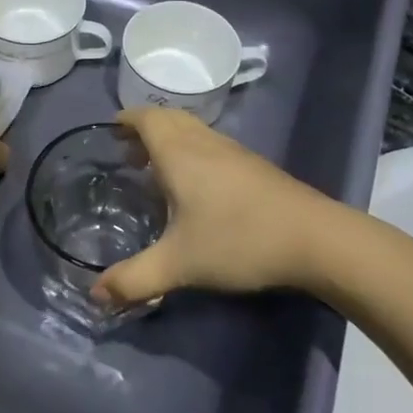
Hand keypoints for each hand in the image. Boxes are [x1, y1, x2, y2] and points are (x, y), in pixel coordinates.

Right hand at [92, 107, 354, 307]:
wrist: (316, 240)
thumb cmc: (238, 240)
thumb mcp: (179, 264)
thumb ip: (134, 279)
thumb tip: (95, 295)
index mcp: (179, 153)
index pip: (146, 118)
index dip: (125, 120)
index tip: (109, 132)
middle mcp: (204, 143)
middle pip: (169, 119)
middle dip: (145, 130)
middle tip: (128, 154)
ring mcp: (234, 152)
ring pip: (193, 132)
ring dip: (170, 141)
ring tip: (156, 171)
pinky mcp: (255, 167)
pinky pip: (211, 146)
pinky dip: (192, 153)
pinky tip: (196, 189)